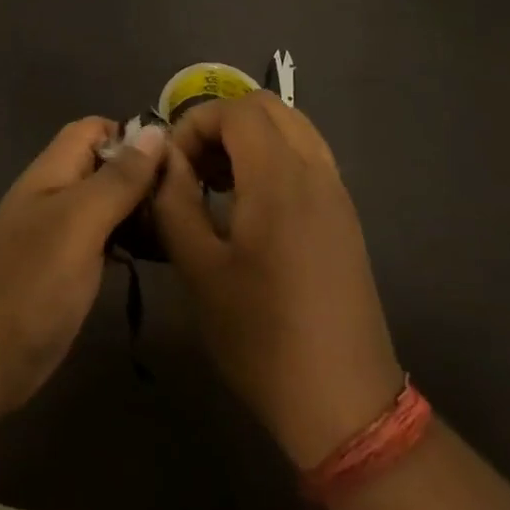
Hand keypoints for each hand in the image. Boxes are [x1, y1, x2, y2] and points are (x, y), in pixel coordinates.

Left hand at [0, 117, 166, 426]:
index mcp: (53, 171)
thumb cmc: (30, 283)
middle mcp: (56, 194)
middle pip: (105, 166)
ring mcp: (60, 234)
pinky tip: (159, 256)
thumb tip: (156, 130)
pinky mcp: (67, 270)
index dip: (133, 135)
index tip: (176, 160)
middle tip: (189, 201)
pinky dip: (131, 241)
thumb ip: (117, 179)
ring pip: (109, 204)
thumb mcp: (79, 223)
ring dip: (141, 210)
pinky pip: (106, 239)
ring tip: (184, 227)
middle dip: (144, 175)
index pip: (95, 129)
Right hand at [155, 92, 402, 468]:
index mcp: (279, 179)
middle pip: (267, 107)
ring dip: (249, 137)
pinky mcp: (344, 216)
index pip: (236, 110)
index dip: (195, 123)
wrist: (342, 402)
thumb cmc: (261, 336)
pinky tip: (249, 205)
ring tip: (217, 182)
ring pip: (292, 127)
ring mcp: (337, 192)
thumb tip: (165, 159)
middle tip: (193, 166)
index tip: (172, 165)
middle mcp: (315, 172)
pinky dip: (273, 156)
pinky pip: (307, 156)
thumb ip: (174, 201)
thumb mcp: (198, 268)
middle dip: (222, 123)